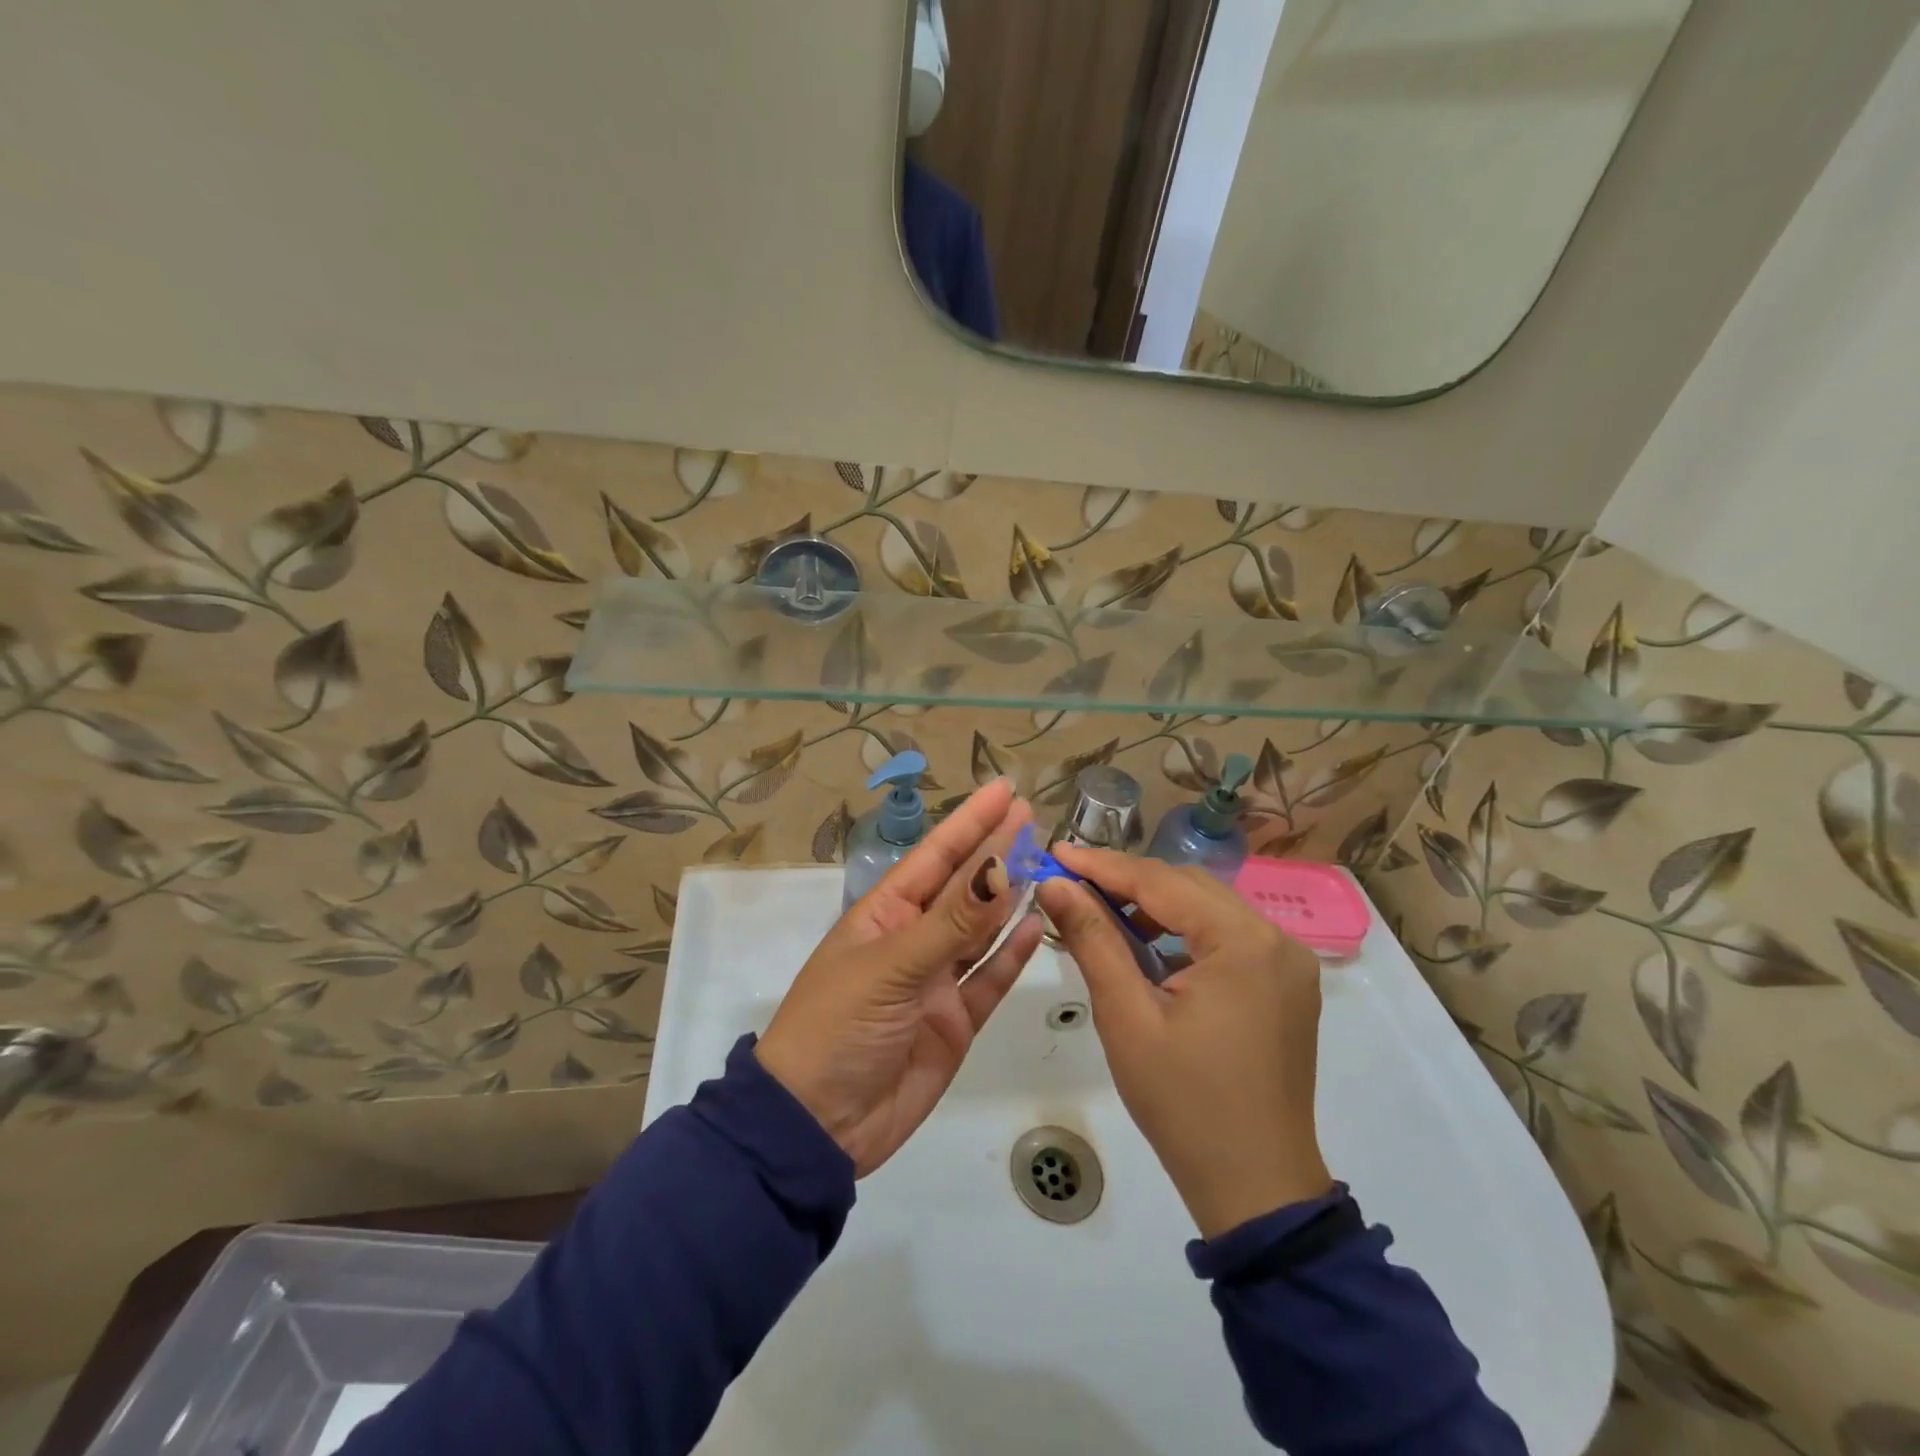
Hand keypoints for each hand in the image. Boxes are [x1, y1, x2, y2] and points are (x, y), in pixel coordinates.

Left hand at [756, 779, 1044, 1176]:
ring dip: (1009, 897)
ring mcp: (936, 982)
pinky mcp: (955, 1022)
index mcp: (884, 915)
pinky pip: (988, 979)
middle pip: (962, 887)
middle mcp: (912, 940)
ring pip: (981, 930)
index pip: (935, 856)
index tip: (1005, 791)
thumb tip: (997, 867)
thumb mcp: (891, 967)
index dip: (970, 822)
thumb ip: (951, 922)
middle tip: (1033, 816)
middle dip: (994, 850)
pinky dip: (1012, 954)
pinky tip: (1036, 925)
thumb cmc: (837, 1027)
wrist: (817, 1125)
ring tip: (1044, 863)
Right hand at [1038, 846, 1332, 1238]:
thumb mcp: (1127, 1017)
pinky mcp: (1286, 985)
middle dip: (1128, 882)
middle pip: (1189, 887)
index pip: (1161, 882)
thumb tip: (1054, 885)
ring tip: (1101, 913)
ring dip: (1155, 905)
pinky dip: (1183, 933)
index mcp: (1244, 942)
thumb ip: (1092, 939)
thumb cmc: (1184, 1103)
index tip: (1056, 851)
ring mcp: (1288, 962)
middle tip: (1071, 883)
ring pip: (1208, 909)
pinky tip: (1147, 947)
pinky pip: (1226, 937)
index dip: (1103, 865)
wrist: (1256, 1188)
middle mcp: (1276, 938)